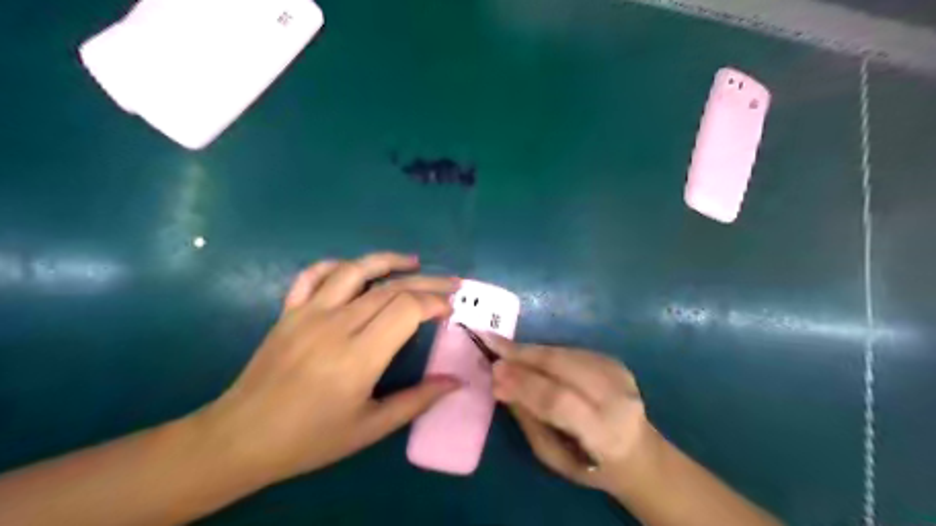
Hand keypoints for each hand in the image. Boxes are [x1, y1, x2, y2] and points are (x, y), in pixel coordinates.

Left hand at [197, 253, 458, 481]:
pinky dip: (338, 265)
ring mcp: (308, 313)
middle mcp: (336, 325)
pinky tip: (355, 268)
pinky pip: (313, 275)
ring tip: (413, 261)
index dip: (434, 302)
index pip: (407, 309)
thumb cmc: (310, 439)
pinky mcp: (289, 311)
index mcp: (358, 357)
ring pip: (355, 270)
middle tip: (450, 283)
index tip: (449, 309)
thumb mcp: (370, 428)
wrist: (241, 438)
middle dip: (427, 282)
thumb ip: (417, 401)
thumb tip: (455, 382)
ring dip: (388, 260)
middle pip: (391, 287)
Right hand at [487, 339, 653, 495]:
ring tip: (504, 347)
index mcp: (603, 433)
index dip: (524, 383)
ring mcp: (618, 375)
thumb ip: (529, 419)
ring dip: (532, 350)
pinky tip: (528, 354)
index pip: (558, 400)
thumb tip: (501, 383)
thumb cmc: (590, 465)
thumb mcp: (553, 457)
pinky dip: (546, 352)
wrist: (638, 452)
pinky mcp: (614, 361)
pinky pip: (571, 351)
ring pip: (565, 354)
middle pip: (563, 366)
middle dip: (524, 355)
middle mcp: (615, 398)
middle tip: (493, 344)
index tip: (494, 370)